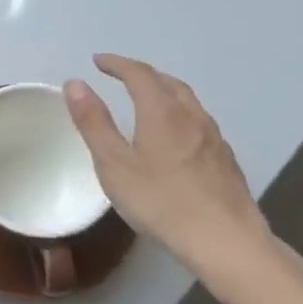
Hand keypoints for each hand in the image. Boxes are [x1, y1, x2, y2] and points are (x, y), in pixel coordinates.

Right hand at [64, 55, 302, 303]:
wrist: (227, 242)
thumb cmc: (162, 203)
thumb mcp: (114, 165)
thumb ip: (94, 123)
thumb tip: (75, 83)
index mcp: (162, 112)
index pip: (139, 74)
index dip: (117, 64)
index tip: (98, 61)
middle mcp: (192, 116)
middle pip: (167, 82)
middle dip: (142, 73)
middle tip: (120, 76)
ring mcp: (214, 137)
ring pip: (187, 100)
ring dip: (163, 90)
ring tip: (147, 99)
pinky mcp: (226, 159)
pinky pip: (199, 121)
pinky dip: (179, 113)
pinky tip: (176, 135)